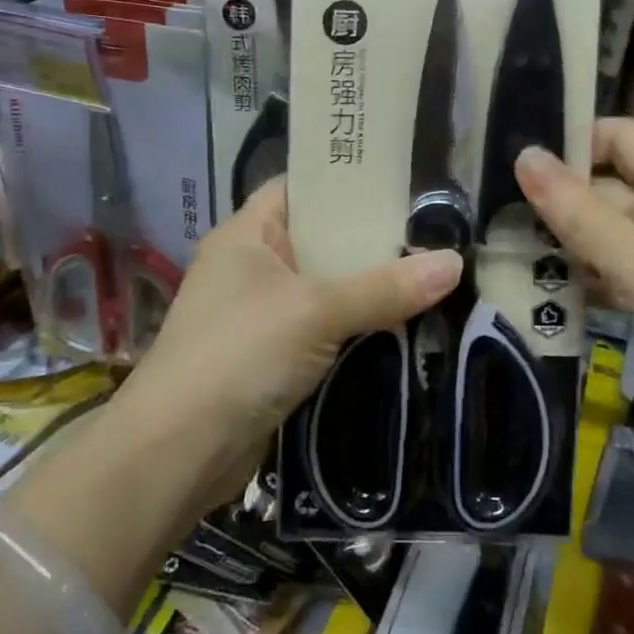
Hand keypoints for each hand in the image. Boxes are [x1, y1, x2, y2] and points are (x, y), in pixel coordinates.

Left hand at [116, 178, 462, 476]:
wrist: (177, 453)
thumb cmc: (239, 354)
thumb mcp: (315, 310)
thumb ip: (385, 287)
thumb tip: (456, 262)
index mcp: (248, 233)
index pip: (301, 187)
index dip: (346, 180)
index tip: (402, 180)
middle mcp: (251, 266)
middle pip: (320, 239)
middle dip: (371, 240)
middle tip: (433, 230)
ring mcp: (259, 314)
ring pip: (324, 287)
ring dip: (368, 288)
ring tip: (431, 271)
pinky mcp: (270, 357)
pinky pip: (321, 328)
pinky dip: (355, 326)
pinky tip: (402, 324)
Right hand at [514, 118, 633, 414]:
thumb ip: (575, 210)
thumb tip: (524, 155)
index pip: (616, 135)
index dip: (569, 145)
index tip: (516, 169)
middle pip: (607, 185)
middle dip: (558, 203)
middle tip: (498, 218)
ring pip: (608, 230)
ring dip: (568, 243)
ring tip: (510, 254)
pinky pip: (619, 266)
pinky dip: (589, 275)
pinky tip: (547, 292)